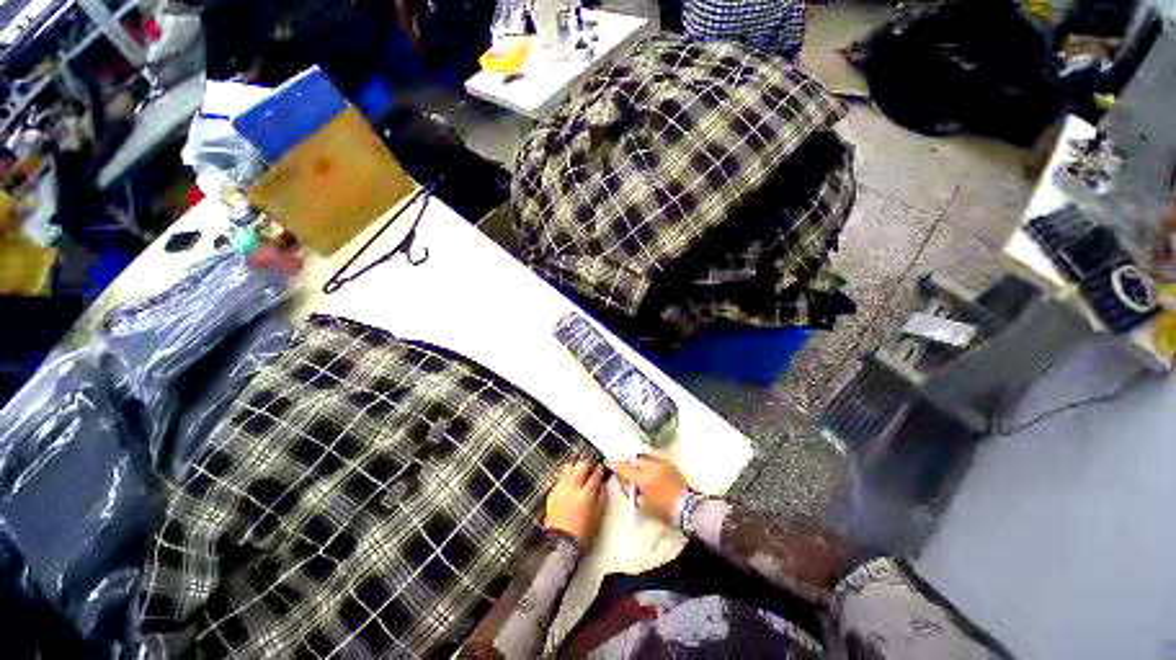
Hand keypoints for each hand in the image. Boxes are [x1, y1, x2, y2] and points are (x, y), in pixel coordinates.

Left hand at [545, 460, 607, 548]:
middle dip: (587, 464)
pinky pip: (560, 478)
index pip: (594, 476)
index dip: (599, 470)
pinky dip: (565, 476)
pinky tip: (569, 480)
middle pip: (580, 467)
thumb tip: (602, 484)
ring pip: (568, 468)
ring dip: (575, 467)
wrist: (561, 542)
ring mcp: (560, 489)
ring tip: (578, 470)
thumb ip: (601, 497)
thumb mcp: (598, 516)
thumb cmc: (582, 531)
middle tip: (590, 465)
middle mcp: (572, 488)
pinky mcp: (552, 492)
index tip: (600, 467)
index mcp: (585, 495)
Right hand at [608, 454, 688, 524]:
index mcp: (643, 480)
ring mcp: (662, 464)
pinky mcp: (669, 464)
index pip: (624, 468)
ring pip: (645, 457)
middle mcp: (652, 468)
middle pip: (634, 459)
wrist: (688, 508)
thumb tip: (624, 482)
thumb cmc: (664, 511)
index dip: (615, 466)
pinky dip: (650, 464)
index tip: (609, 463)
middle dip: (629, 464)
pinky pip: (655, 459)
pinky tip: (652, 473)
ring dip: (639, 462)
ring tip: (640, 473)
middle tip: (628, 473)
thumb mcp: (643, 506)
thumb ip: (631, 492)